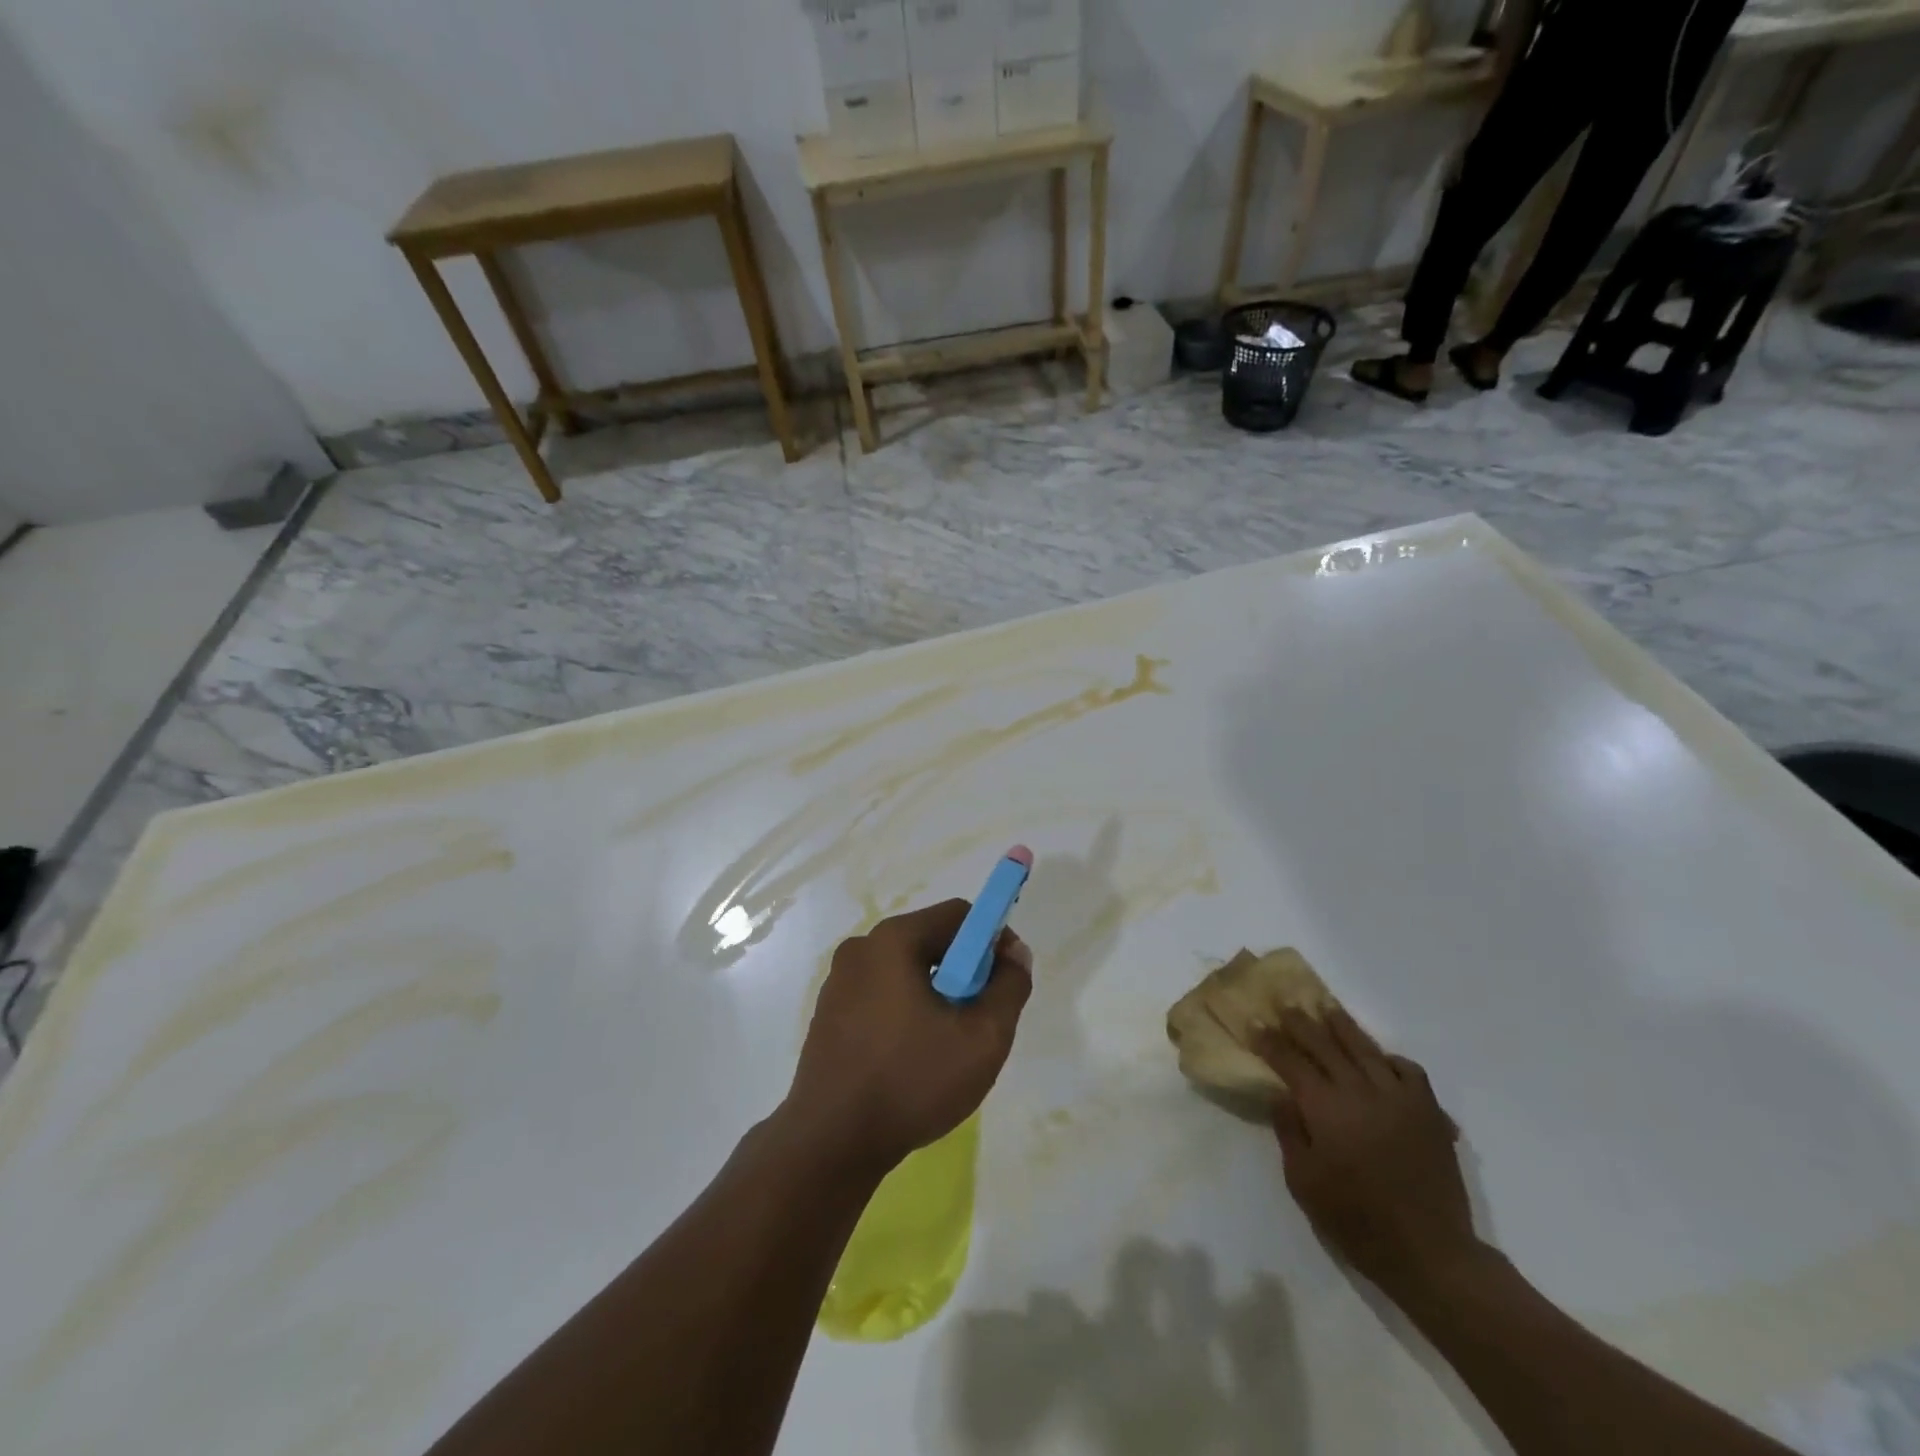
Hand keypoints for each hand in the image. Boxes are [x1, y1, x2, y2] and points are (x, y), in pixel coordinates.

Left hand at [783, 900, 1032, 1175]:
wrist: (830, 1143)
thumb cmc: (912, 1081)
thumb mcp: (983, 1038)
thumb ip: (1010, 986)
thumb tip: (1015, 952)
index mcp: (893, 940)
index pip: (959, 915)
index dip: (993, 939)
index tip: (1005, 981)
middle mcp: (861, 948)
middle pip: (931, 939)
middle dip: (964, 971)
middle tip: (979, 1019)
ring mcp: (839, 981)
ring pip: (906, 969)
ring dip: (936, 993)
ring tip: (947, 1044)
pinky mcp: (828, 1012)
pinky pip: (881, 993)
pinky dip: (906, 1010)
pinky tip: (911, 1057)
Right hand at [1261, 1009, 1482, 1296]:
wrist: (1430, 1253)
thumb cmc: (1356, 1220)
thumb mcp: (1303, 1181)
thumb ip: (1289, 1131)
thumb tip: (1282, 1094)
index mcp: (1325, 1107)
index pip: (1290, 1061)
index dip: (1269, 1040)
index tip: (1254, 1022)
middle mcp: (1360, 1091)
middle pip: (1324, 1044)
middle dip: (1300, 1022)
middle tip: (1285, 1004)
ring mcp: (1398, 1098)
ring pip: (1365, 1048)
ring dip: (1342, 1025)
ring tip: (1326, 1008)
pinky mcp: (1428, 1112)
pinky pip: (1408, 1070)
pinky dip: (1390, 1058)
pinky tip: (1379, 1058)